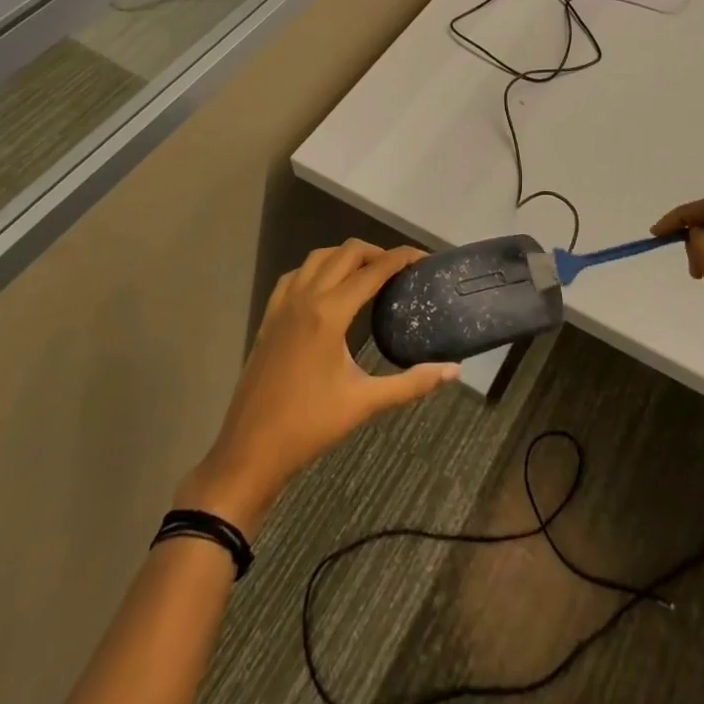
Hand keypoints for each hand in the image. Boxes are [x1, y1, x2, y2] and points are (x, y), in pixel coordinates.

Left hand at [176, 241, 458, 535]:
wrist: (250, 451)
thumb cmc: (310, 426)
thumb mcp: (365, 403)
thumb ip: (412, 383)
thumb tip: (453, 371)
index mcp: (330, 313)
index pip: (373, 270)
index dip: (402, 258)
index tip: (424, 258)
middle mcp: (306, 297)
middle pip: (346, 252)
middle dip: (376, 252)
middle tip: (399, 270)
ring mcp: (283, 305)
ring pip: (318, 257)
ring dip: (346, 256)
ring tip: (368, 273)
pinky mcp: (269, 317)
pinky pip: (295, 275)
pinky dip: (317, 269)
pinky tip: (327, 288)